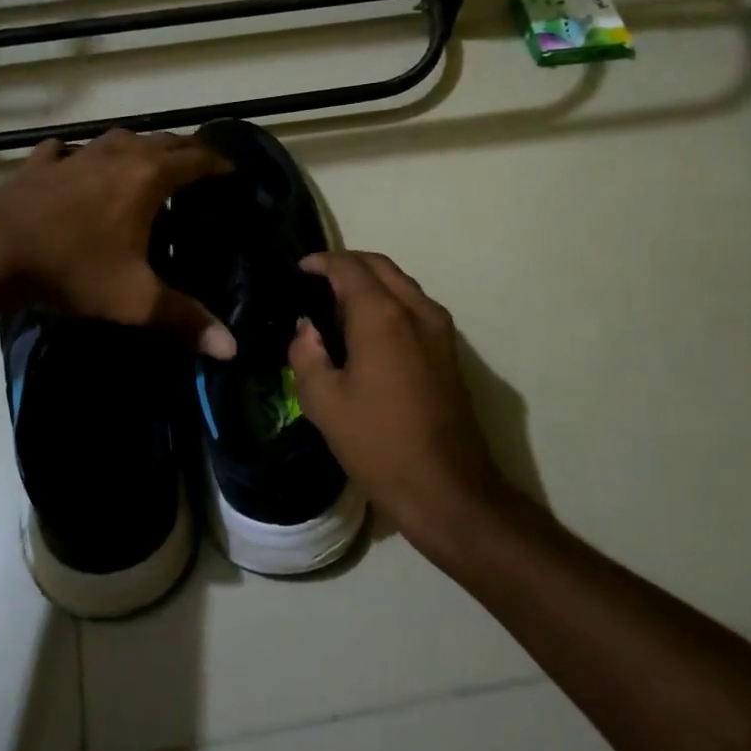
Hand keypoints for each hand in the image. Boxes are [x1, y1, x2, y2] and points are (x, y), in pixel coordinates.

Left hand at [0, 128, 236, 358]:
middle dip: (186, 150)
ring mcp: (75, 156)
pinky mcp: (39, 165)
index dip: (220, 163)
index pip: (196, 160)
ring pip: (117, 138)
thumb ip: (185, 320)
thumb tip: (233, 349)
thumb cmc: (72, 268)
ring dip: (139, 146)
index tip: (235, 172)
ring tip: (147, 162)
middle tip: (201, 167)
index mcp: (147, 179)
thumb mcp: (134, 300)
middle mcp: (116, 156)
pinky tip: (75, 162)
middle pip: (163, 141)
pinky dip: (81, 154)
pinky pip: (68, 150)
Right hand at [290, 251, 509, 548]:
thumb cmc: (379, 445)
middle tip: (318, 277)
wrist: (447, 489)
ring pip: (402, 283)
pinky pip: (415, 305)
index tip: (300, 267)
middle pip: (381, 266)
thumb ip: (306, 355)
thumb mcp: (324, 403)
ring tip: (339, 299)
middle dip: (348, 263)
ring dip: (371, 280)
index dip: (321, 262)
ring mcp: (440, 329)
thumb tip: (307, 329)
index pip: (349, 268)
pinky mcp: (450, 350)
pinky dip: (389, 299)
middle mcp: (416, 310)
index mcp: (383, 317)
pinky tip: (368, 326)